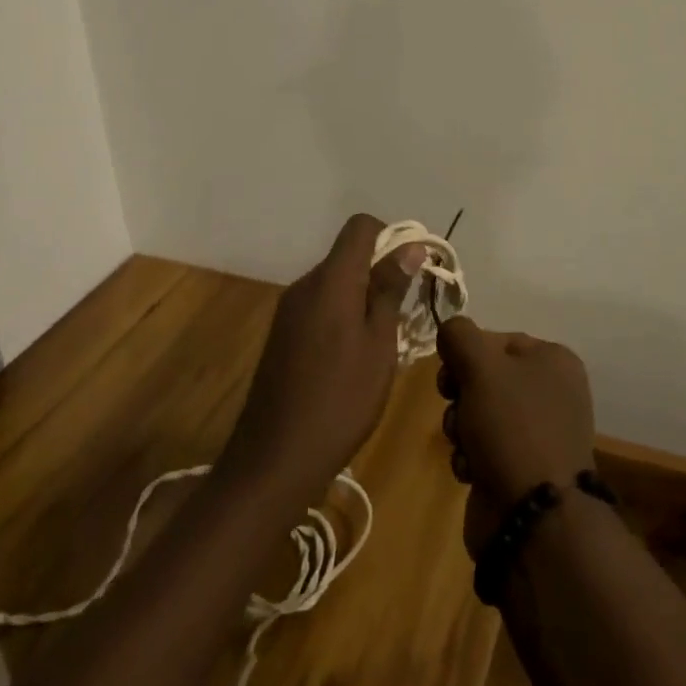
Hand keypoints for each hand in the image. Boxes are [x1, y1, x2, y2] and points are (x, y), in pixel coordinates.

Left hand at [221, 214, 419, 503]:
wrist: (274, 458)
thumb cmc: (340, 400)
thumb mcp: (379, 344)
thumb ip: (390, 290)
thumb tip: (409, 246)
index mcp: (331, 280)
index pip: (360, 226)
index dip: (390, 237)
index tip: (411, 271)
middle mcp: (305, 284)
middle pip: (348, 255)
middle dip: (380, 271)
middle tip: (404, 313)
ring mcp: (289, 310)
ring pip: (335, 282)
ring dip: (362, 297)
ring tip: (382, 342)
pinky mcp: (282, 334)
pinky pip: (320, 306)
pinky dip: (342, 315)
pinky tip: (352, 358)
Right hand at [435, 318, 596, 557]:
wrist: (533, 519)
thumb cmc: (512, 428)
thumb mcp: (481, 366)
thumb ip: (459, 335)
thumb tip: (451, 329)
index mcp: (554, 360)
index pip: (497, 339)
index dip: (467, 354)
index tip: (450, 371)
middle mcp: (552, 392)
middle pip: (487, 376)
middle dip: (461, 392)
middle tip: (454, 404)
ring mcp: (539, 434)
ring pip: (480, 412)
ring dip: (461, 426)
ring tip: (464, 445)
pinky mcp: (524, 470)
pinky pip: (485, 448)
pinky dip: (471, 456)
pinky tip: (470, 470)